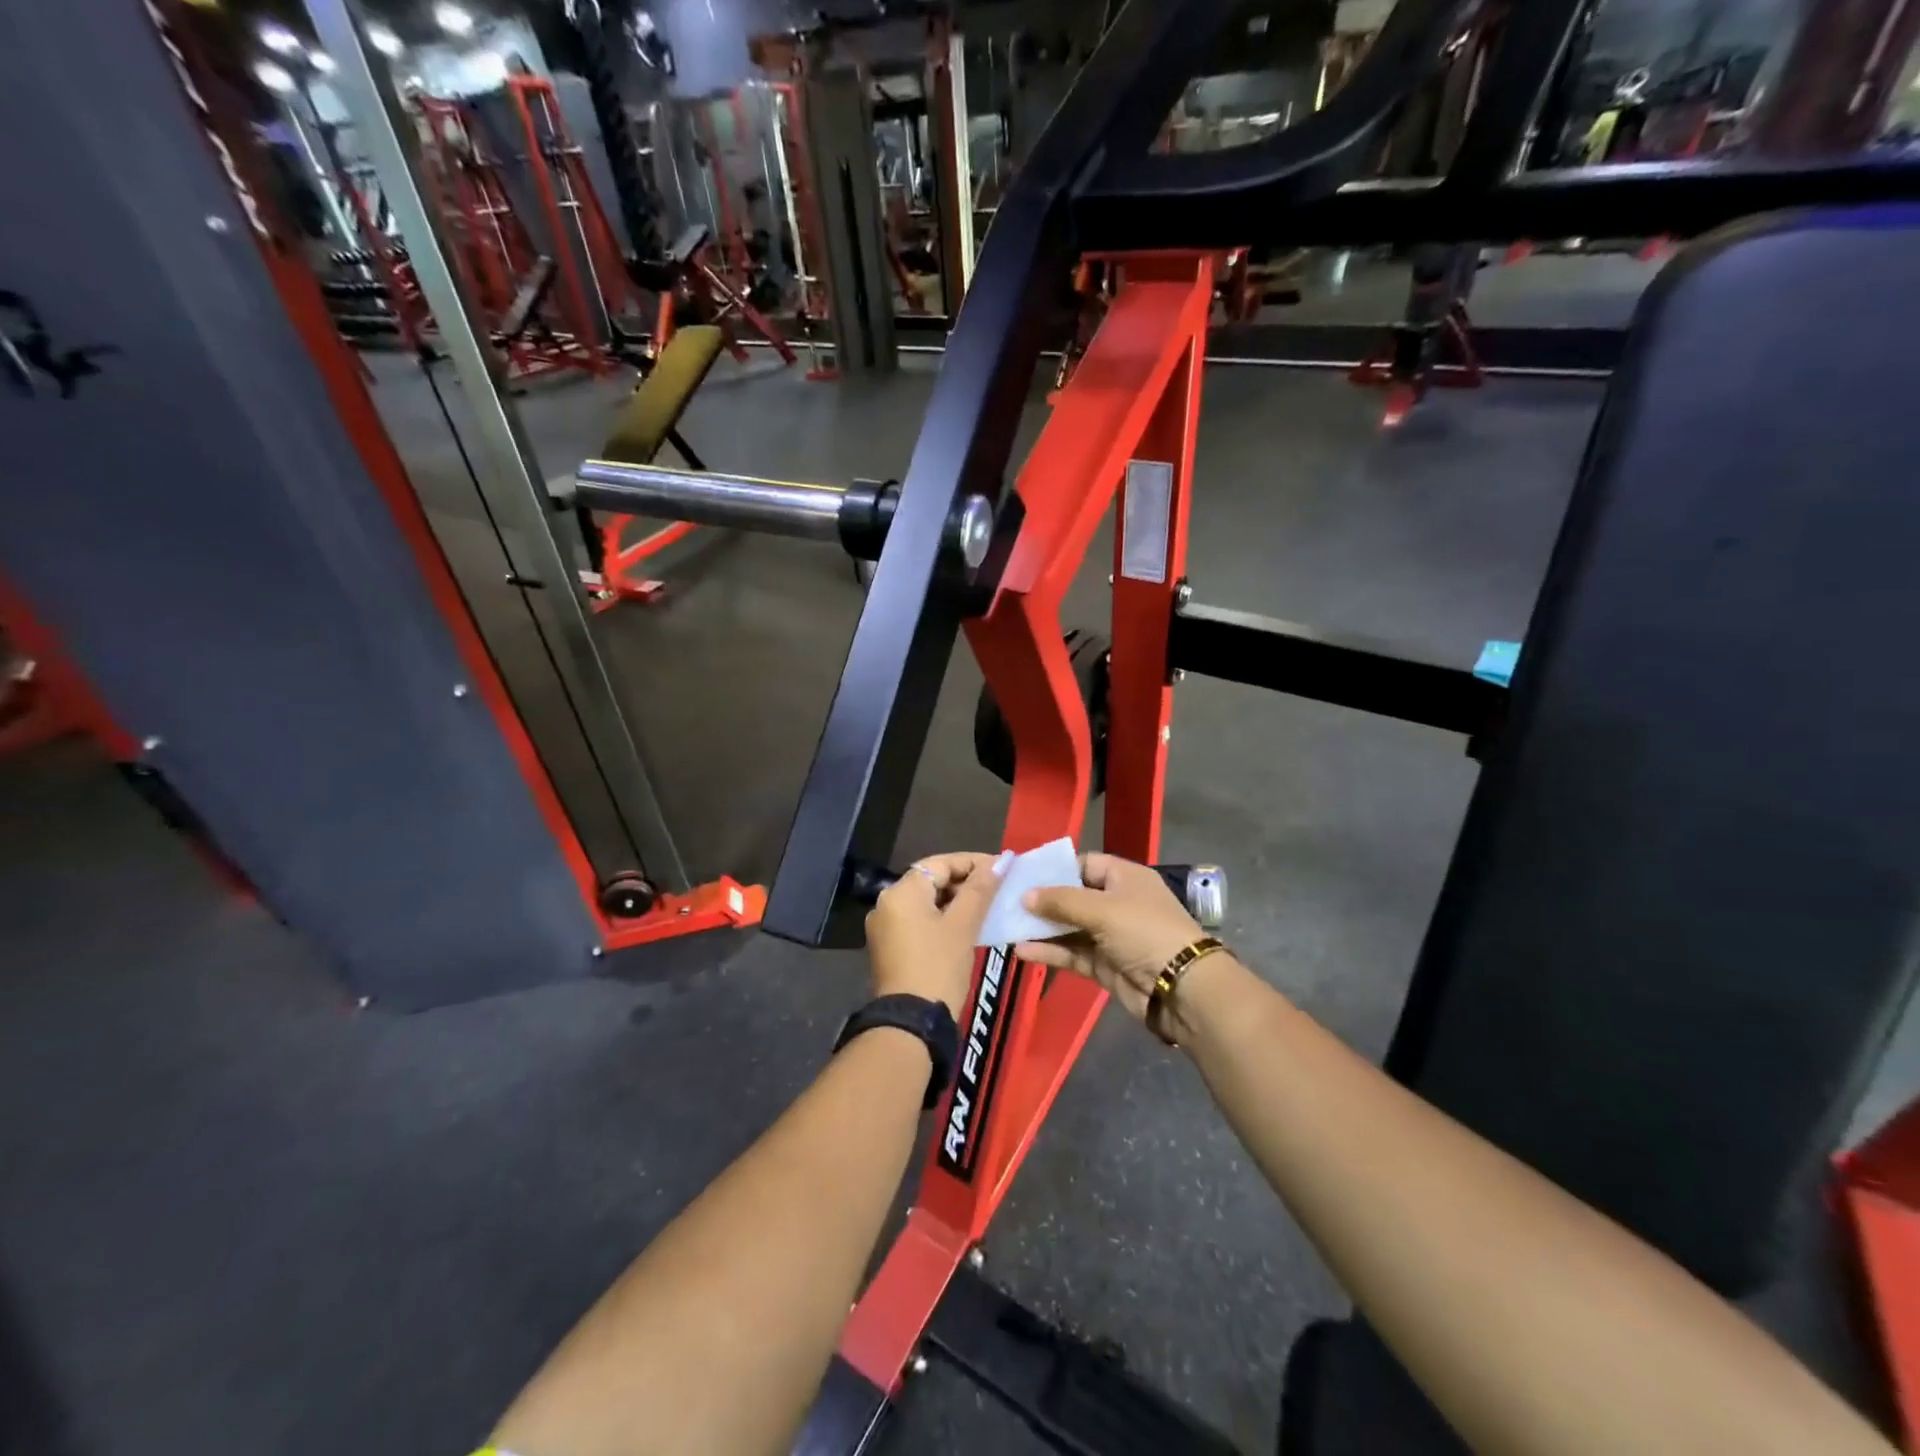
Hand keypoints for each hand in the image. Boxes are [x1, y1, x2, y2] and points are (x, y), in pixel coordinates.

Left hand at [865, 852, 1001, 1017]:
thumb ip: (980, 890)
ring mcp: (884, 928)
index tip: (1002, 868)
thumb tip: (1000, 862)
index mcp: (901, 892)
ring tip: (986, 908)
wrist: (911, 1024)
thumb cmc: (939, 967)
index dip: (973, 862)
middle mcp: (886, 903)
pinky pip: (918, 922)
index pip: (940, 863)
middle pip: (931, 881)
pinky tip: (966, 928)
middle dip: (964, 882)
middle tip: (996, 889)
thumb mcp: (963, 926)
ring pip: (925, 903)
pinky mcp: (888, 948)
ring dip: (955, 902)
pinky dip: (942, 919)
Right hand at [1015, 854, 1205, 1022]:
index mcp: (1124, 877)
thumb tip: (1025, 895)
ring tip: (1007, 927)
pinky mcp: (1105, 965)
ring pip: (1069, 927)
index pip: (1084, 864)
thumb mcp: (1102, 909)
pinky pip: (1072, 953)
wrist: (1181, 989)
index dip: (1055, 869)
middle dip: (1042, 901)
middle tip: (1007, 903)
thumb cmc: (1144, 932)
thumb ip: (1061, 901)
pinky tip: (1022, 951)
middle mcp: (1117, 903)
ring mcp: (1110, 936)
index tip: (1023, 877)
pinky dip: (1049, 952)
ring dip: (1041, 929)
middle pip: (1073, 897)